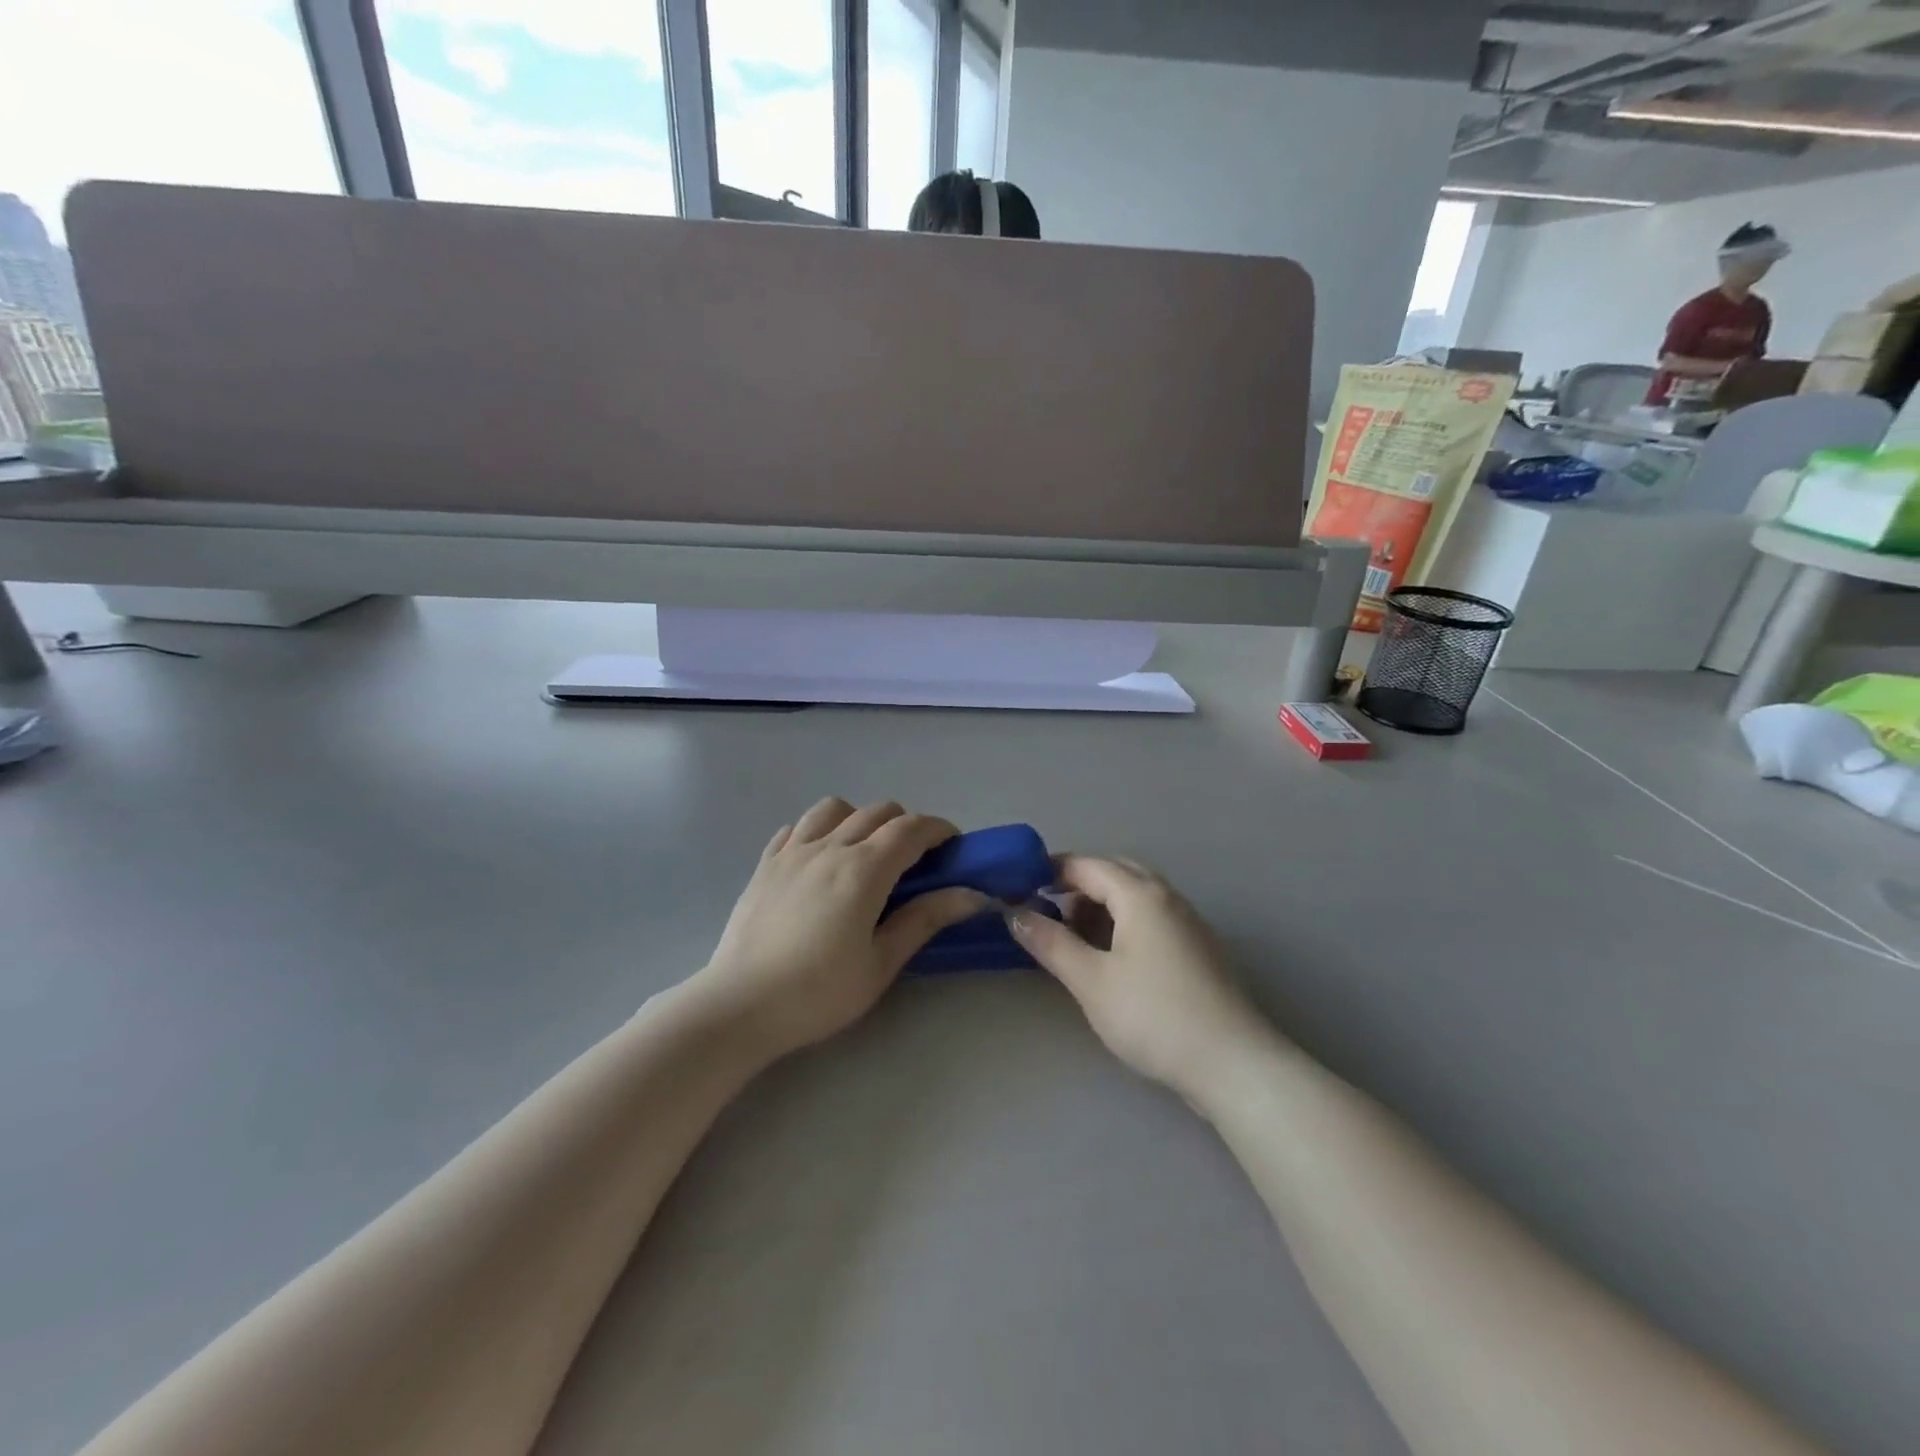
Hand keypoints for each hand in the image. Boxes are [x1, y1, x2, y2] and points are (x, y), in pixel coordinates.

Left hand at [693, 798, 986, 1057]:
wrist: (739, 1006)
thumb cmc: (818, 992)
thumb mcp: (880, 963)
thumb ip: (924, 920)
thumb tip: (971, 894)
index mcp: (864, 869)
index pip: (911, 829)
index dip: (938, 830)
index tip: (953, 846)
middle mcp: (829, 847)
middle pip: (878, 812)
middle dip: (906, 825)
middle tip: (915, 860)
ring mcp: (792, 851)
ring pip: (835, 808)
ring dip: (860, 819)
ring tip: (864, 852)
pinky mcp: (765, 863)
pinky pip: (797, 826)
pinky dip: (819, 830)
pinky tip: (820, 858)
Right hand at [1008, 855, 1271, 1097]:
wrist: (1232, 1064)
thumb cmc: (1153, 1015)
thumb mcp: (1090, 980)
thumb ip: (1050, 942)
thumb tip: (1014, 913)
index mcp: (1140, 894)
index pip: (1086, 865)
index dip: (1049, 871)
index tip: (1018, 888)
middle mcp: (1167, 897)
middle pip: (1114, 873)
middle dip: (1076, 886)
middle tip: (1046, 912)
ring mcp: (1188, 922)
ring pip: (1135, 897)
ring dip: (1100, 906)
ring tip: (1074, 939)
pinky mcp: (1198, 949)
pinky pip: (1152, 918)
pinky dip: (1123, 924)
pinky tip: (1111, 959)